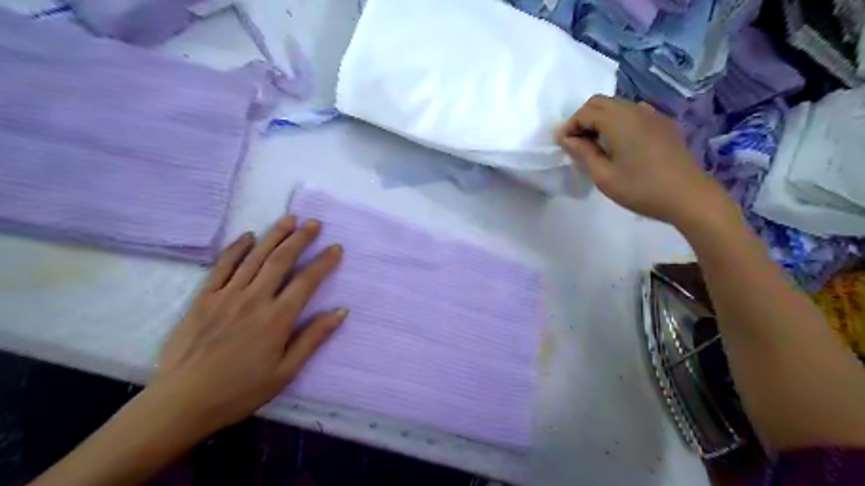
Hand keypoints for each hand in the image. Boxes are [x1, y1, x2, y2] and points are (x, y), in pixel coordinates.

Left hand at [149, 215, 342, 432]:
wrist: (182, 402)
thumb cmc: (240, 391)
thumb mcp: (285, 372)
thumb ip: (313, 338)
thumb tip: (340, 312)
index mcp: (277, 318)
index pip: (307, 281)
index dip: (324, 262)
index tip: (336, 248)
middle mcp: (254, 299)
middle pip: (281, 260)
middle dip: (300, 238)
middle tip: (314, 223)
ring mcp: (226, 296)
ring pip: (255, 257)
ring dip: (273, 236)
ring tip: (289, 219)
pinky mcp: (203, 298)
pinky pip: (222, 266)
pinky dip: (236, 249)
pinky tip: (247, 236)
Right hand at [557, 96, 732, 226]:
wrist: (689, 197)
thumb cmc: (641, 189)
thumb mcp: (604, 176)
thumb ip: (583, 153)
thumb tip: (567, 139)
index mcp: (619, 121)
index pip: (585, 112)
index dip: (570, 127)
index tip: (563, 146)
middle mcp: (635, 110)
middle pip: (601, 103)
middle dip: (583, 120)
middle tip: (577, 145)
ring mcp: (653, 115)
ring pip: (618, 106)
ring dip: (601, 120)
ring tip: (596, 146)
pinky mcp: (664, 125)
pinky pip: (634, 114)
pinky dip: (619, 123)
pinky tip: (620, 144)